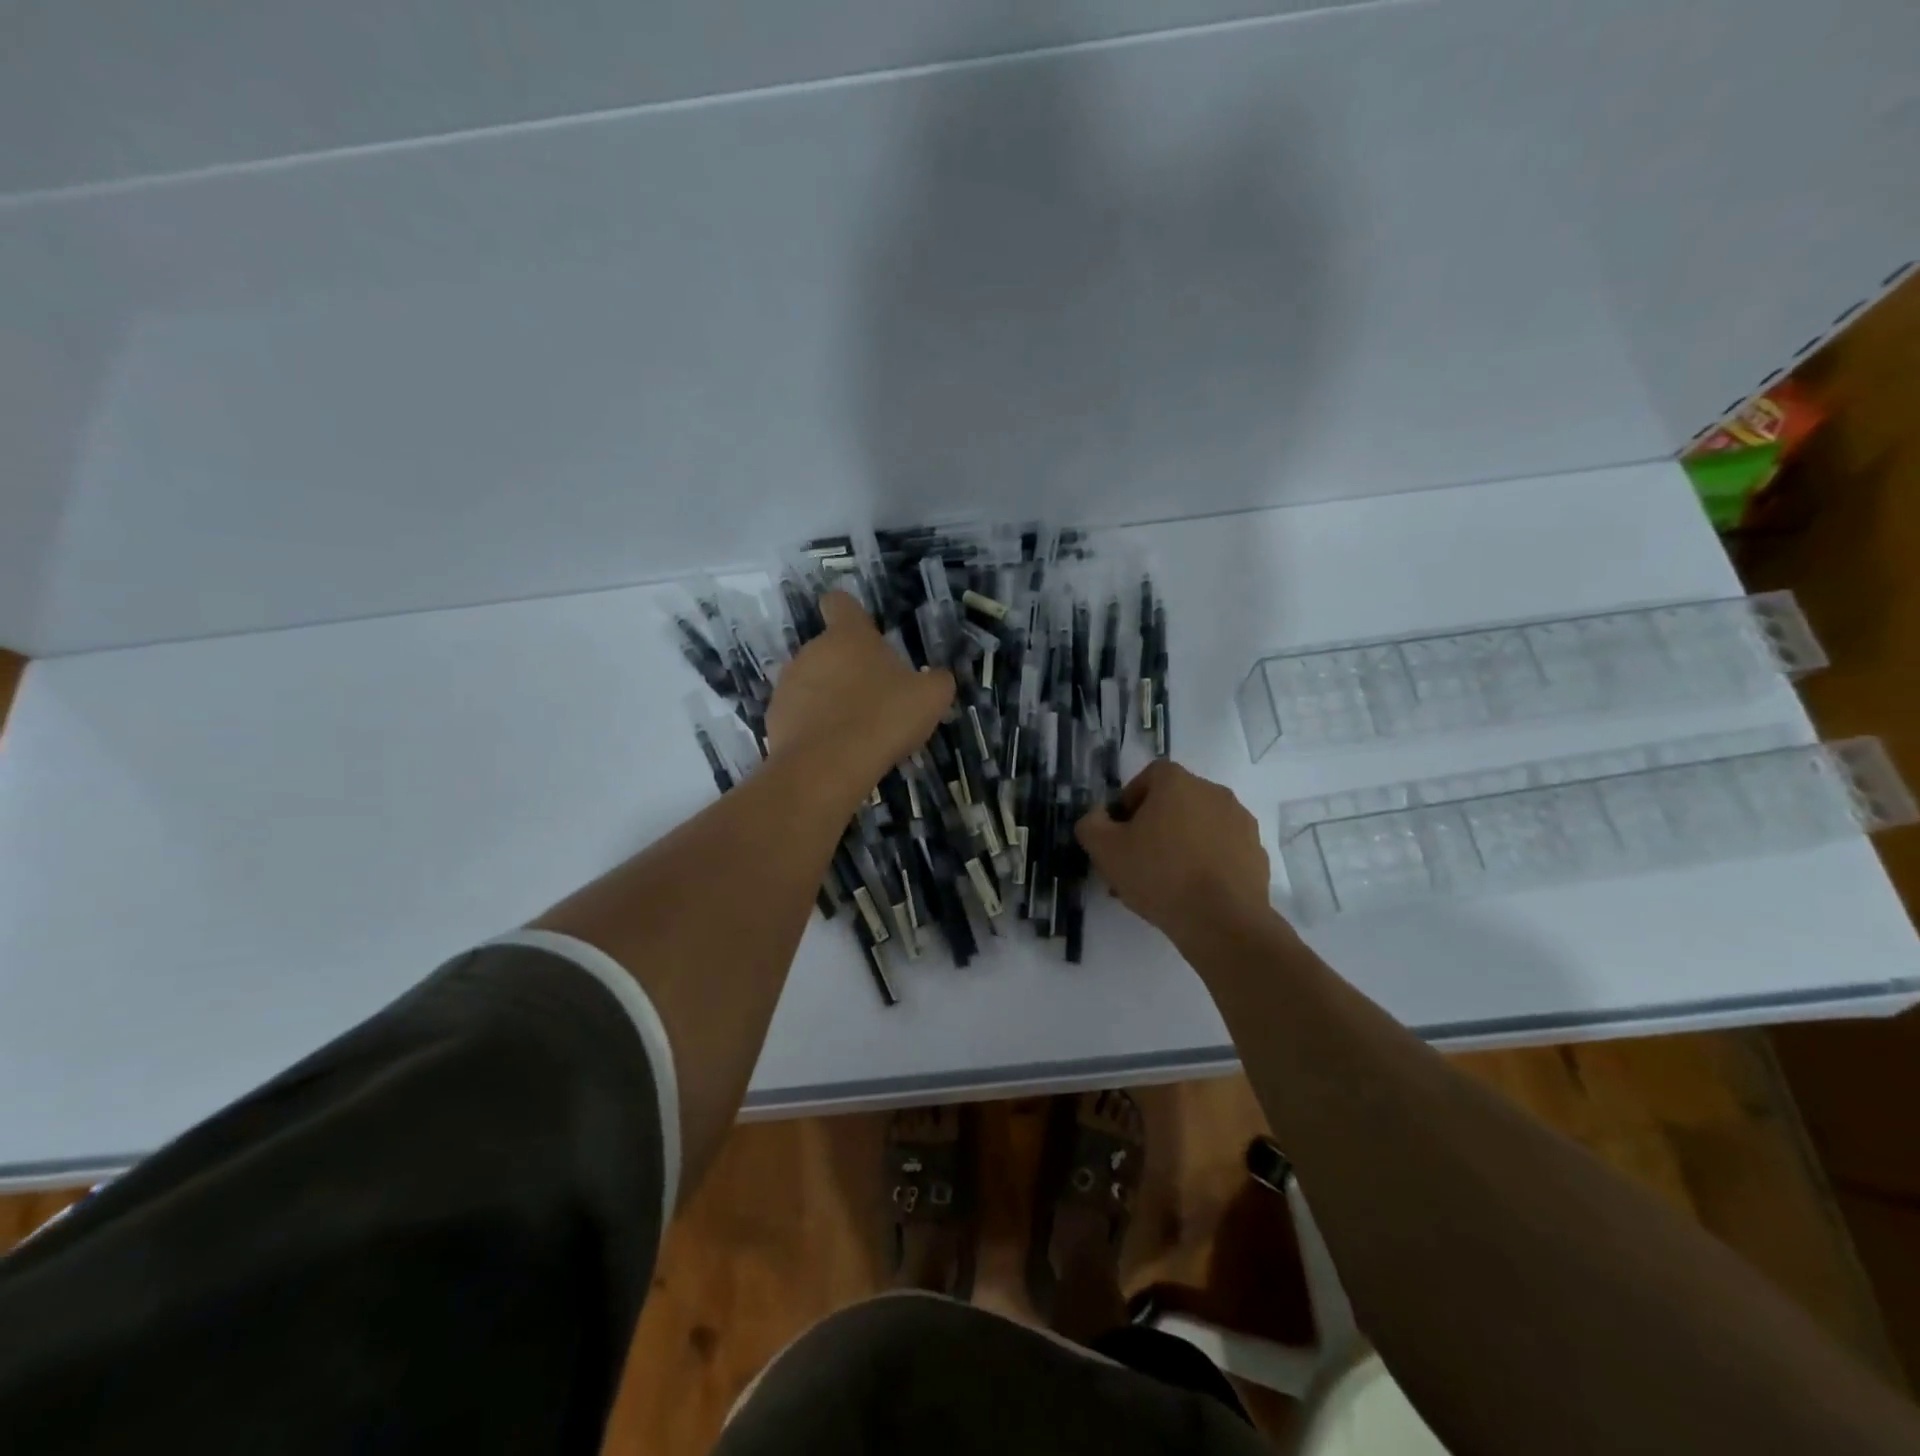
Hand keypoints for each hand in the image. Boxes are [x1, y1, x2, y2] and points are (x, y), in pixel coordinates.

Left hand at [766, 592, 954, 798]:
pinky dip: (813, 727)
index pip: (840, 603)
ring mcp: (787, 684)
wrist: (827, 767)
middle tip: (875, 699)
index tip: (865, 634)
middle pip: (829, 650)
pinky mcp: (774, 718)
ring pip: (812, 683)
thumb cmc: (883, 718)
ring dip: (829, 698)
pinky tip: (834, 750)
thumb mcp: (930, 698)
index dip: (852, 615)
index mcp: (848, 636)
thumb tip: (937, 677)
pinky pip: (798, 715)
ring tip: (854, 730)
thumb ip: (937, 680)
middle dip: (848, 668)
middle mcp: (811, 651)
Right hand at [1076, 760, 1273, 945]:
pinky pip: (1223, 849)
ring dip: (1181, 843)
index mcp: (1177, 783)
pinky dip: (1207, 862)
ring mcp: (1240, 821)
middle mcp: (1213, 792)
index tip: (1122, 831)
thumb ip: (1091, 824)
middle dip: (1154, 825)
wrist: (1222, 921)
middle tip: (1137, 860)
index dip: (1131, 800)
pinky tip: (1193, 892)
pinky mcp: (1257, 852)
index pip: (1150, 776)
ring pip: (1200, 826)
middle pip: (1175, 801)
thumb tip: (1098, 816)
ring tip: (1164, 882)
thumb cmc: (1158, 875)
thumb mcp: (1105, 850)